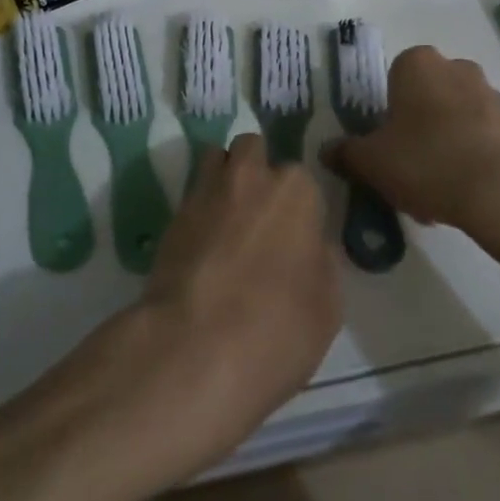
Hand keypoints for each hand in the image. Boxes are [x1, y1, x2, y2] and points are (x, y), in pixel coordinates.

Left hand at [119, 134, 338, 478]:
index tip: (295, 238)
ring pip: (215, 160)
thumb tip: (310, 247)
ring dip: (223, 177)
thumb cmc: (277, 329)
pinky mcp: (171, 215)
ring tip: (226, 219)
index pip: (302, 181)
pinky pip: (191, 196)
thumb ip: (321, 263)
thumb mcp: (327, 307)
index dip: (298, 209)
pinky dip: (198, 210)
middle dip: (256, 171)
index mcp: (295, 191)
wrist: (194, 349)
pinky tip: (202, 245)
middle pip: (253, 151)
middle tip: (259, 217)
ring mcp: (205, 191)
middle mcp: (250, 176)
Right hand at [328, 45, 499, 232]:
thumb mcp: (372, 162)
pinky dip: (472, 159)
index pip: (394, 79)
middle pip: (427, 98)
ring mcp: (491, 94)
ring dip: (445, 145)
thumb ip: (346, 153)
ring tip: (437, 193)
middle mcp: (456, 67)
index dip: (387, 114)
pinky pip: (483, 138)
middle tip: (408, 170)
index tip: (386, 146)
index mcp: (417, 63)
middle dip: (417, 129)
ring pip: (455, 119)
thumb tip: (326, 151)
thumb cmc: (426, 161)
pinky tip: (464, 194)